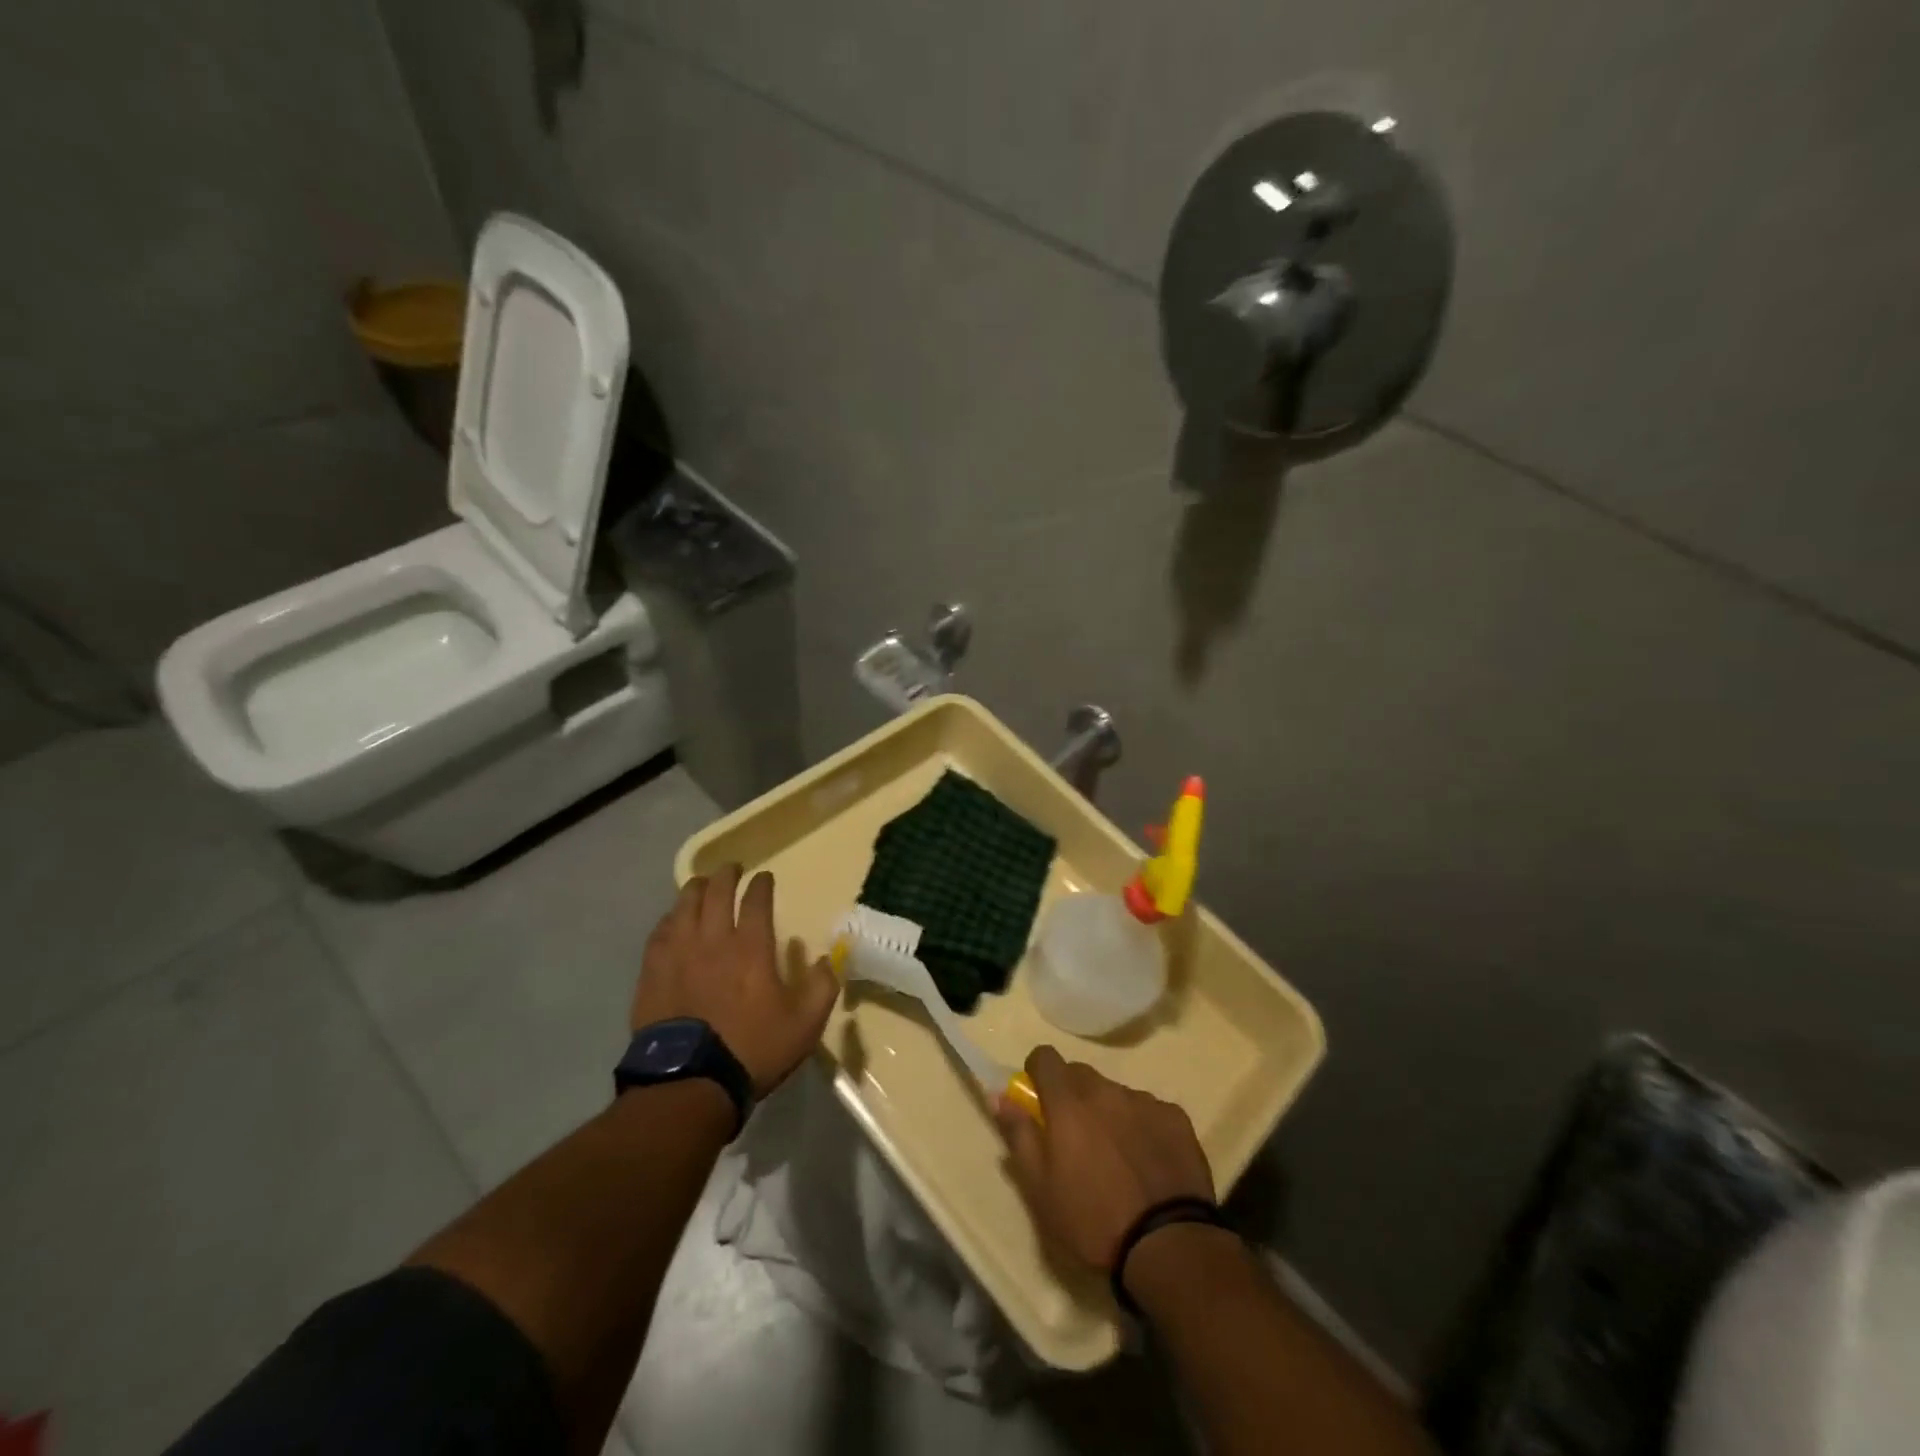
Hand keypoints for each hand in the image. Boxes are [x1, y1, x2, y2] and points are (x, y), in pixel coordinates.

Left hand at [632, 864, 838, 1097]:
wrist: (690, 1083)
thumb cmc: (752, 1050)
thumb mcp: (804, 1025)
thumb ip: (821, 987)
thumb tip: (826, 960)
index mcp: (751, 948)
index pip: (756, 900)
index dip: (761, 885)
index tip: (764, 877)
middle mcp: (713, 940)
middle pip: (716, 892)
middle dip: (726, 875)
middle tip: (732, 869)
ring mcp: (678, 954)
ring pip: (684, 906)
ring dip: (696, 889)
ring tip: (701, 883)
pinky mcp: (652, 972)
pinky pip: (659, 932)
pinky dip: (670, 918)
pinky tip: (673, 919)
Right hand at [993, 1046, 1215, 1271]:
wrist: (1168, 1245)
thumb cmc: (1093, 1221)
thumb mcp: (1040, 1189)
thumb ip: (1019, 1135)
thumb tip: (998, 1096)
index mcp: (1068, 1102)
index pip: (1045, 1057)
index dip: (1038, 1072)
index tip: (1038, 1098)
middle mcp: (1106, 1090)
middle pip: (1081, 1075)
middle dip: (1072, 1096)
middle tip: (1075, 1138)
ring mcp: (1144, 1101)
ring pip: (1116, 1094)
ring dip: (1108, 1112)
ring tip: (1116, 1157)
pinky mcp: (1176, 1118)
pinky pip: (1149, 1110)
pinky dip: (1142, 1126)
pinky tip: (1148, 1162)